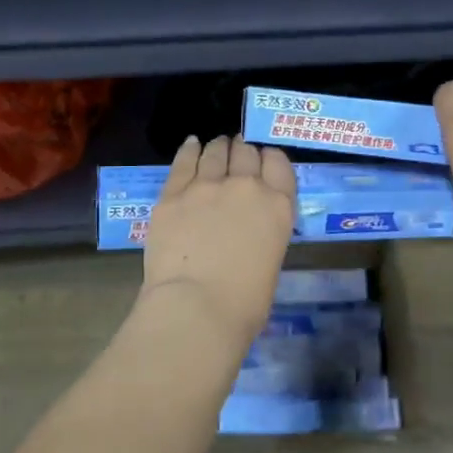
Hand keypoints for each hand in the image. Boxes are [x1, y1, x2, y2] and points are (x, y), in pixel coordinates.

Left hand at [139, 136, 295, 344]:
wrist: (196, 307)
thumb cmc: (244, 304)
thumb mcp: (271, 262)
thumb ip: (263, 234)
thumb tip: (248, 234)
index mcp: (278, 206)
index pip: (279, 163)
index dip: (270, 159)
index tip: (263, 162)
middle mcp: (246, 187)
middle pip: (246, 152)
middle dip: (243, 151)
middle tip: (238, 153)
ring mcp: (207, 186)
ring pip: (215, 152)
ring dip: (218, 148)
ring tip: (217, 147)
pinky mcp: (173, 194)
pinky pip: (184, 161)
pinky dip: (190, 150)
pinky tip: (192, 144)